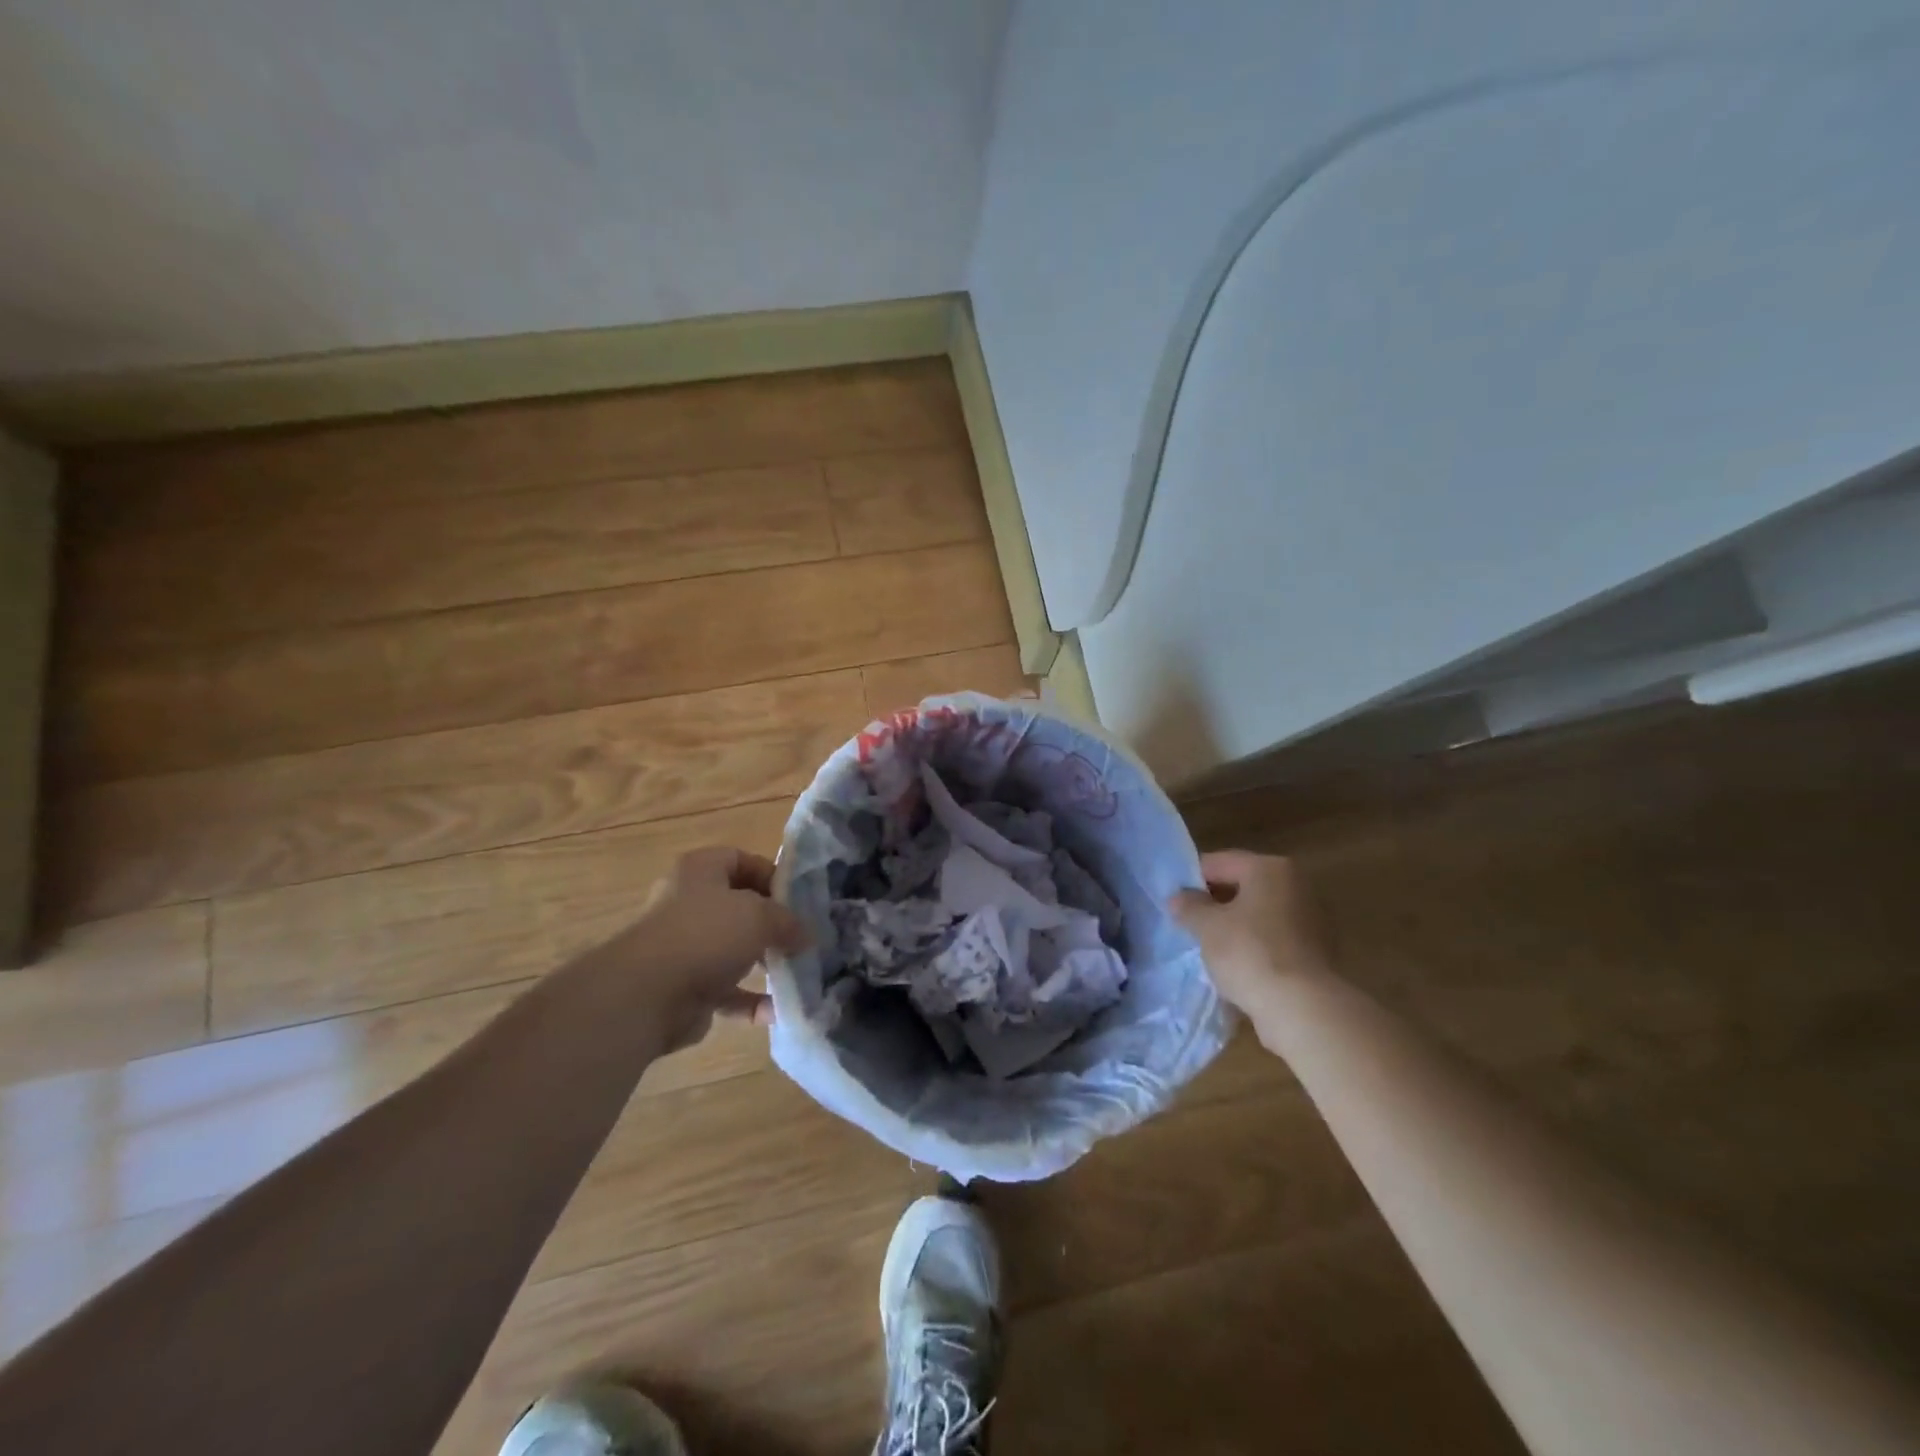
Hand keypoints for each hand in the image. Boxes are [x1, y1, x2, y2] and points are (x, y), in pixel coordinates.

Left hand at [587, 846, 809, 1053]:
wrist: (647, 995)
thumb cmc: (706, 934)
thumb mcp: (760, 915)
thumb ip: (788, 921)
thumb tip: (806, 935)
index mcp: (700, 871)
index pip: (741, 859)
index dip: (771, 874)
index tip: (799, 898)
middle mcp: (688, 904)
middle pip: (738, 906)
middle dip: (772, 922)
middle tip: (802, 936)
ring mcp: (684, 947)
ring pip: (733, 950)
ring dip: (764, 962)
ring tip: (796, 970)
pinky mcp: (684, 988)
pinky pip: (726, 991)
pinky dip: (750, 1001)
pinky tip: (776, 1010)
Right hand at [1170, 851, 1334, 1031]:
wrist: (1303, 1009)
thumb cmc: (1250, 954)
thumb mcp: (1207, 927)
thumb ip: (1189, 906)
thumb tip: (1179, 898)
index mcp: (1270, 868)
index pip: (1219, 863)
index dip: (1191, 879)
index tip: (1173, 901)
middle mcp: (1297, 885)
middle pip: (1243, 886)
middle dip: (1215, 903)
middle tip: (1189, 924)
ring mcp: (1312, 919)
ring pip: (1259, 915)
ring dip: (1236, 927)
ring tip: (1210, 948)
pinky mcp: (1318, 952)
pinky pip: (1274, 940)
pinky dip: (1255, 947)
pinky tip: (1237, 967)